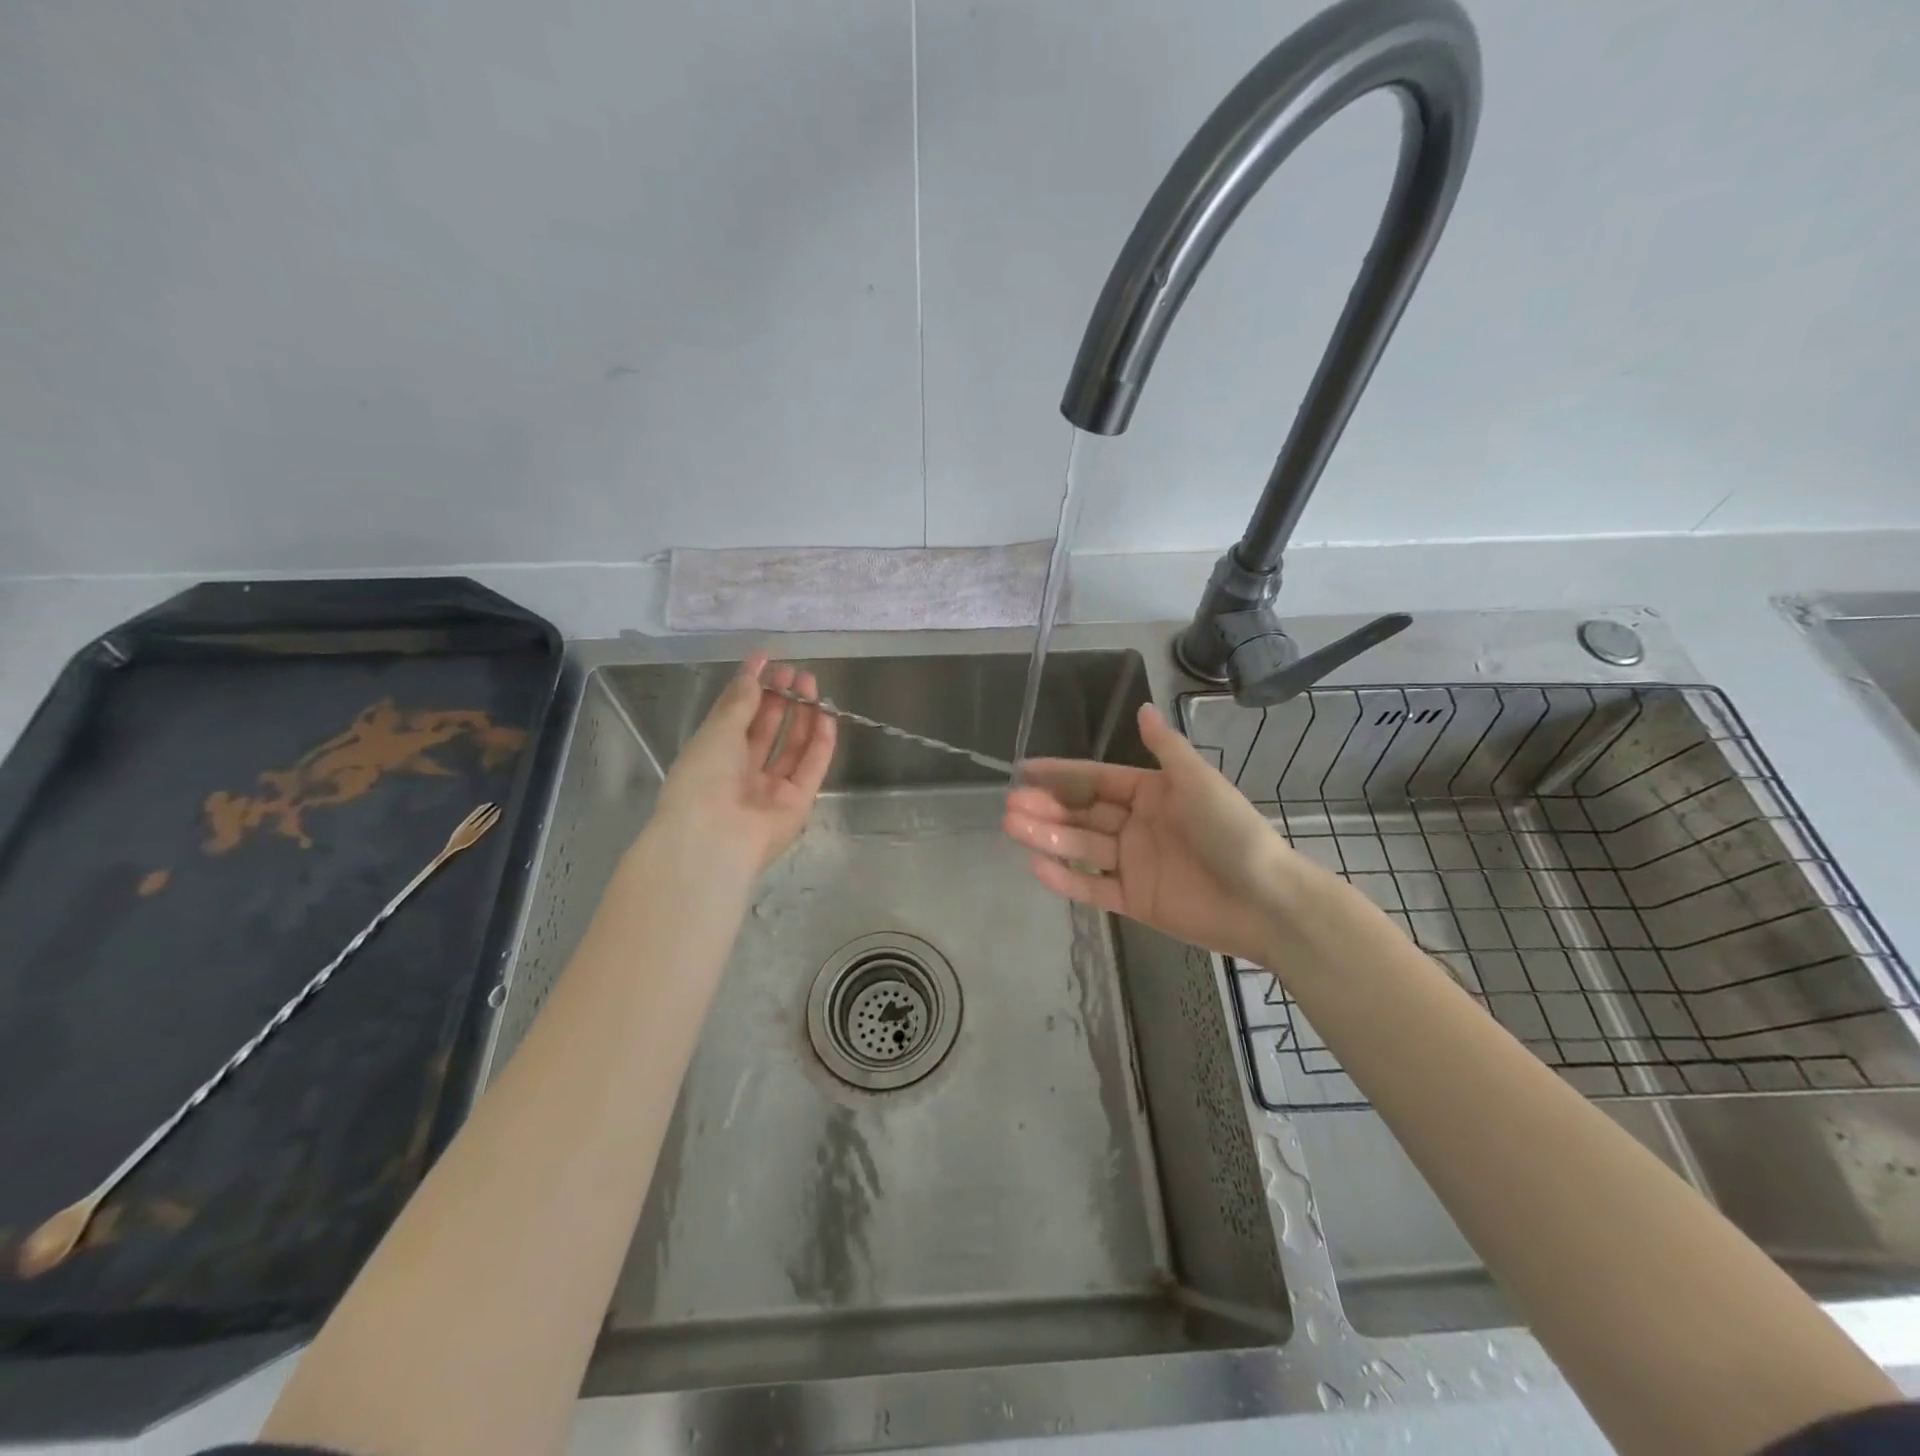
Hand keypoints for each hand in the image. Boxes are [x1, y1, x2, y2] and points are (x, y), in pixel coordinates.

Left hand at [646, 652, 836, 884]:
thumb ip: (740, 702)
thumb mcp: (716, 732)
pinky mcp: (798, 803)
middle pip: (766, 730)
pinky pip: (812, 767)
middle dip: (780, 699)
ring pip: (792, 746)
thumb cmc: (703, 779)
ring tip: (810, 685)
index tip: (766, 659)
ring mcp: (771, 789)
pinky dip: (821, 742)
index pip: (736, 715)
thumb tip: (753, 676)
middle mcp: (742, 772)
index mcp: (713, 756)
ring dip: (802, 715)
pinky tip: (826, 715)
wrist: (714, 838)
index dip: (750, 687)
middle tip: (793, 673)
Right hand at [1003, 702, 1320, 963]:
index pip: (1095, 780)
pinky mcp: (1134, 900)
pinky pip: (1092, 887)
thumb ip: (1165, 749)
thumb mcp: (1198, 782)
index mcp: (1151, 793)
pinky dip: (1065, 879)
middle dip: (1046, 808)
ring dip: (1047, 837)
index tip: (1025, 770)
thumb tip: (1141, 708)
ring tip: (1013, 828)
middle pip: (1082, 814)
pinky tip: (1036, 866)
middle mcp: (1136, 825)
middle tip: (1011, 806)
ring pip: (1081, 847)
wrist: (1266, 901)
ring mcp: (1133, 864)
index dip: (1060, 774)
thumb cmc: (1232, 832)